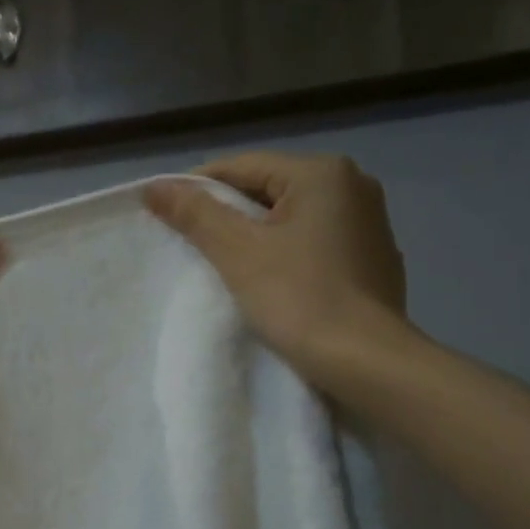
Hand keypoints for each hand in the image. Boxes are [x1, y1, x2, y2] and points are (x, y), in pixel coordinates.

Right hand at [145, 153, 411, 395]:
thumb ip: (195, 213)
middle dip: (227, 214)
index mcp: (322, 173)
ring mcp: (369, 223)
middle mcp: (353, 185)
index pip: (242, 167)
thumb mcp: (238, 252)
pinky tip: (270, 281)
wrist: (366, 362)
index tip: (165, 216)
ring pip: (292, 218)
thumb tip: (155, 186)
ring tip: (225, 265)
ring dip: (256, 235)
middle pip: (268, 189)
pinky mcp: (373, 259)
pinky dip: (286, 253)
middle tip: (191, 244)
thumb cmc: (299, 298)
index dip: (197, 189)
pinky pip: (315, 242)